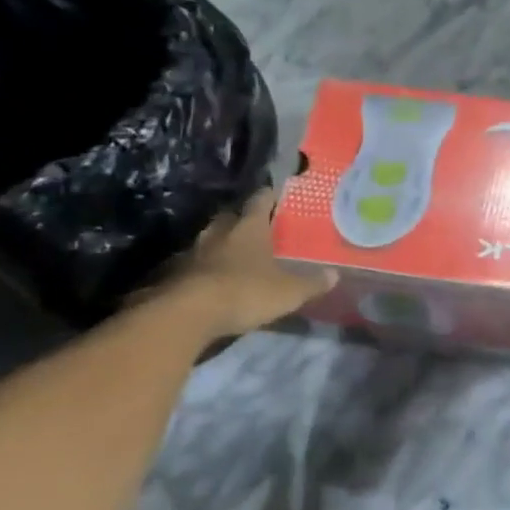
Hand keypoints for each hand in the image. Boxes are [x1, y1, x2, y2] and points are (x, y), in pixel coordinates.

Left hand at [163, 189, 336, 336]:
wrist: (187, 314)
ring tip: (236, 255)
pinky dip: (205, 268)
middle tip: (256, 228)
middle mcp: (219, 232)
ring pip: (210, 240)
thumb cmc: (245, 292)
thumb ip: (311, 283)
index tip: (276, 194)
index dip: (269, 196)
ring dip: (221, 245)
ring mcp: (193, 252)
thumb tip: (334, 274)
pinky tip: (214, 280)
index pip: (259, 201)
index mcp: (248, 228)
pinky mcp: (175, 274)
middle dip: (242, 221)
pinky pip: (195, 264)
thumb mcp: (289, 292)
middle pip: (231, 218)